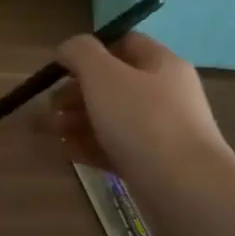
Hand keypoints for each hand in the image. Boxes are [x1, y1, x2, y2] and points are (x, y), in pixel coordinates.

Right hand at [43, 33, 234, 197]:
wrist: (188, 192)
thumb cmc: (144, 122)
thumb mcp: (104, 76)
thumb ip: (80, 53)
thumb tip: (68, 49)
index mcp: (161, 64)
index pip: (124, 43)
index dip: (90, 50)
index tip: (62, 67)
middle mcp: (164, 94)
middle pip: (112, 84)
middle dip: (75, 93)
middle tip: (48, 107)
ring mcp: (161, 133)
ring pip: (110, 119)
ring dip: (76, 121)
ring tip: (46, 131)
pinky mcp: (152, 166)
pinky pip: (114, 149)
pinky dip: (88, 147)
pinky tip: (63, 153)